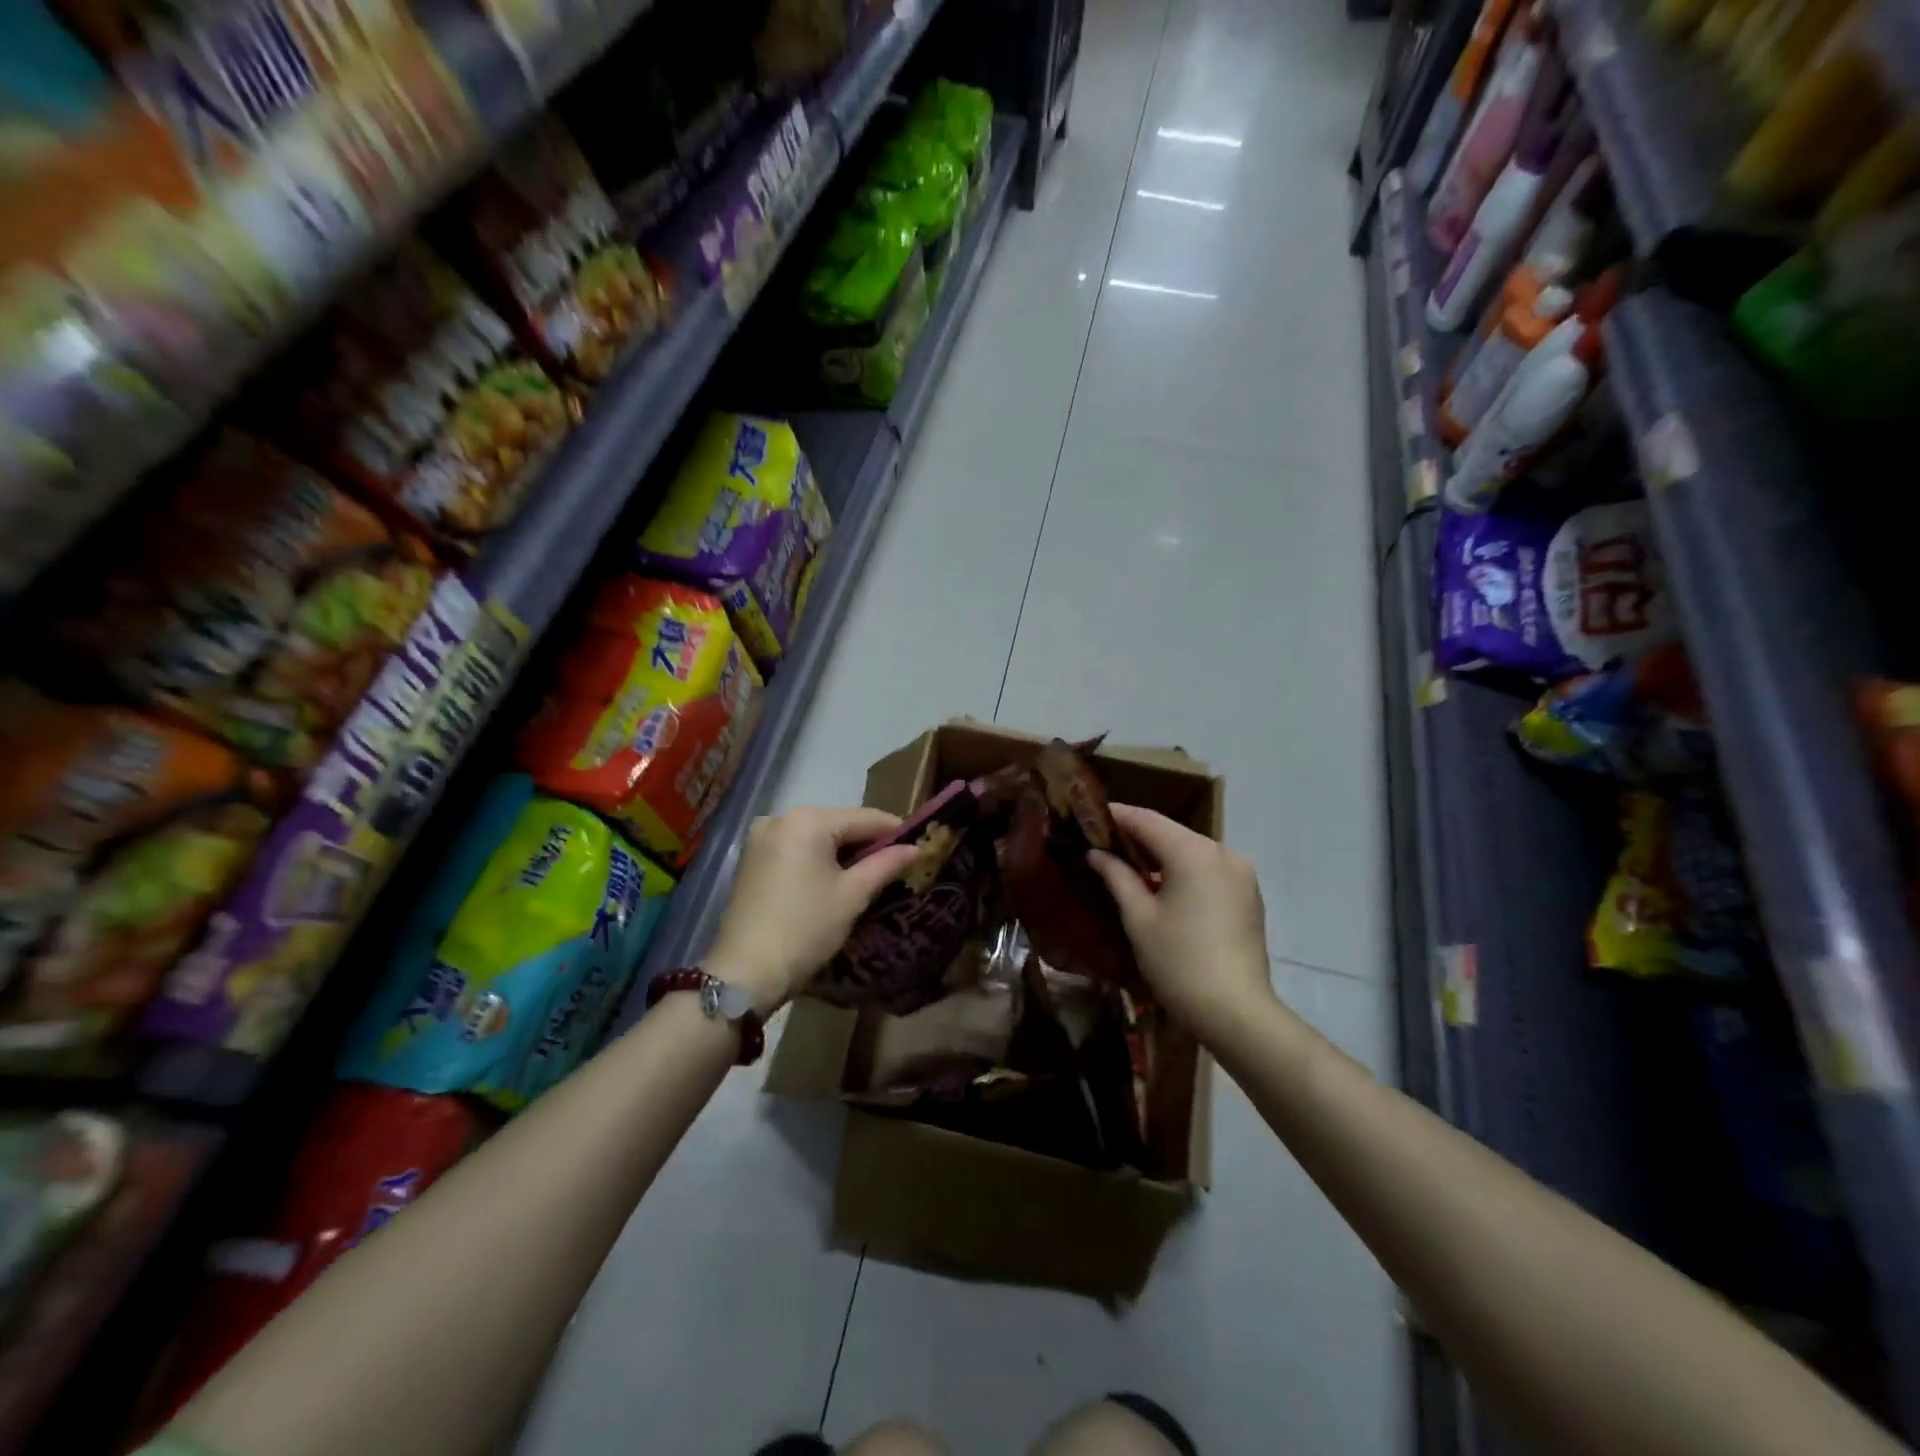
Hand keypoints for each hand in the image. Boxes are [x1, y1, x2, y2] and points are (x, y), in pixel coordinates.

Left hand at [705, 806, 920, 1012]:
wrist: (745, 973)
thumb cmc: (806, 929)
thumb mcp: (852, 895)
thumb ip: (886, 865)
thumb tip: (916, 849)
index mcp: (808, 820)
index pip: (865, 818)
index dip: (896, 831)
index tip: (920, 845)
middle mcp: (781, 817)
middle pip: (839, 823)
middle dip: (868, 843)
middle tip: (898, 864)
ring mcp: (762, 837)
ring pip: (818, 836)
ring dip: (844, 852)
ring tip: (871, 874)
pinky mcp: (752, 858)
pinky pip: (797, 848)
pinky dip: (819, 859)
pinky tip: (835, 879)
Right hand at [1089, 803, 1274, 1042]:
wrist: (1237, 1013)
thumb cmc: (1179, 963)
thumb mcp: (1139, 918)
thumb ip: (1116, 876)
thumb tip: (1096, 853)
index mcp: (1193, 852)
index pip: (1147, 820)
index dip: (1116, 815)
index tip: (1088, 815)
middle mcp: (1222, 852)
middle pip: (1172, 832)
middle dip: (1137, 835)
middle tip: (1102, 841)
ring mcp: (1241, 874)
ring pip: (1191, 851)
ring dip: (1161, 854)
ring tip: (1127, 864)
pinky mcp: (1248, 895)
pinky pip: (1208, 869)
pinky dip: (1183, 870)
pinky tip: (1162, 886)